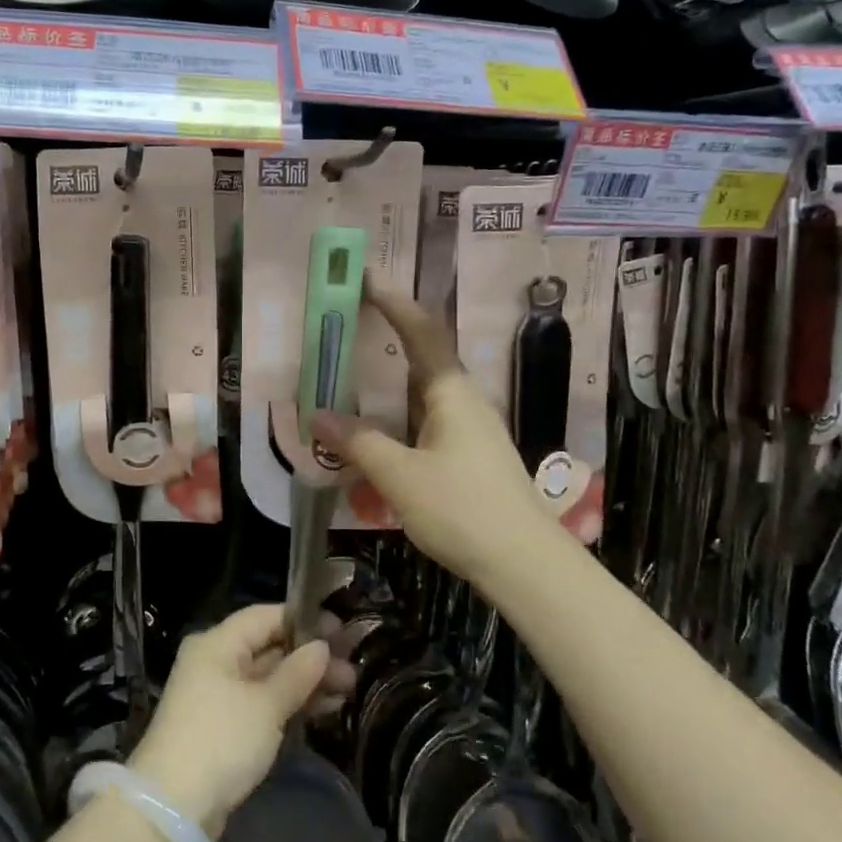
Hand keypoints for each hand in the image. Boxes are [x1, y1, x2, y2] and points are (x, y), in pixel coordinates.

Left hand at [129, 604, 353, 838]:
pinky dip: (290, 704)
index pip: (266, 616)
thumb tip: (321, 646)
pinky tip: (324, 709)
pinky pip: (262, 704)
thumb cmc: (221, 740)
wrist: (173, 808)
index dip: (304, 620)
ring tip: (347, 691)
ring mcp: (218, 696)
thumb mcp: (265, 704)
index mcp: (218, 643)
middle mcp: (216, 662)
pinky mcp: (224, 728)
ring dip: (306, 683)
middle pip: (269, 647)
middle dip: (310, 657)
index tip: (342, 631)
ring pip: (269, 678)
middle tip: (352, 669)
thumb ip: (297, 673)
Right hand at [314, 283, 558, 585]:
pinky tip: (380, 428)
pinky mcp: (471, 454)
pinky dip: (399, 410)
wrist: (524, 563)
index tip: (365, 278)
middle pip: (425, 354)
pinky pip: (428, 416)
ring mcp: (471, 428)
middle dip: (389, 333)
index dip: (393, 302)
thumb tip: (317, 414)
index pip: (421, 331)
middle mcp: (465, 401)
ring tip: (355, 372)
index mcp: (452, 392)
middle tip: (350, 322)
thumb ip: (359, 442)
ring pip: (425, 389)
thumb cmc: (462, 509)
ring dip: (392, 377)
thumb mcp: (400, 475)